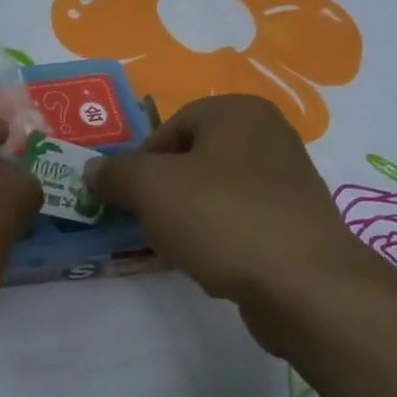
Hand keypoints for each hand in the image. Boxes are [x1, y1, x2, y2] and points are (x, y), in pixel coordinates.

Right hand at [85, 95, 392, 345]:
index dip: (141, 161)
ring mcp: (289, 182)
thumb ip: (115, 173)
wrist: (303, 284)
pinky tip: (209, 262)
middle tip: (147, 221)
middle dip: (163, 190)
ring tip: (177, 245)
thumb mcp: (151, 188)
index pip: (171, 126)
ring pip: (215, 192)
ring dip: (188, 216)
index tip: (129, 197)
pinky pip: (240, 220)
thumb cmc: (222, 218)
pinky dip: (218, 236)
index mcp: (239, 112)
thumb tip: (93, 169)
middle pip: (193, 159)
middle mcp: (270, 136)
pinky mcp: (296, 223)